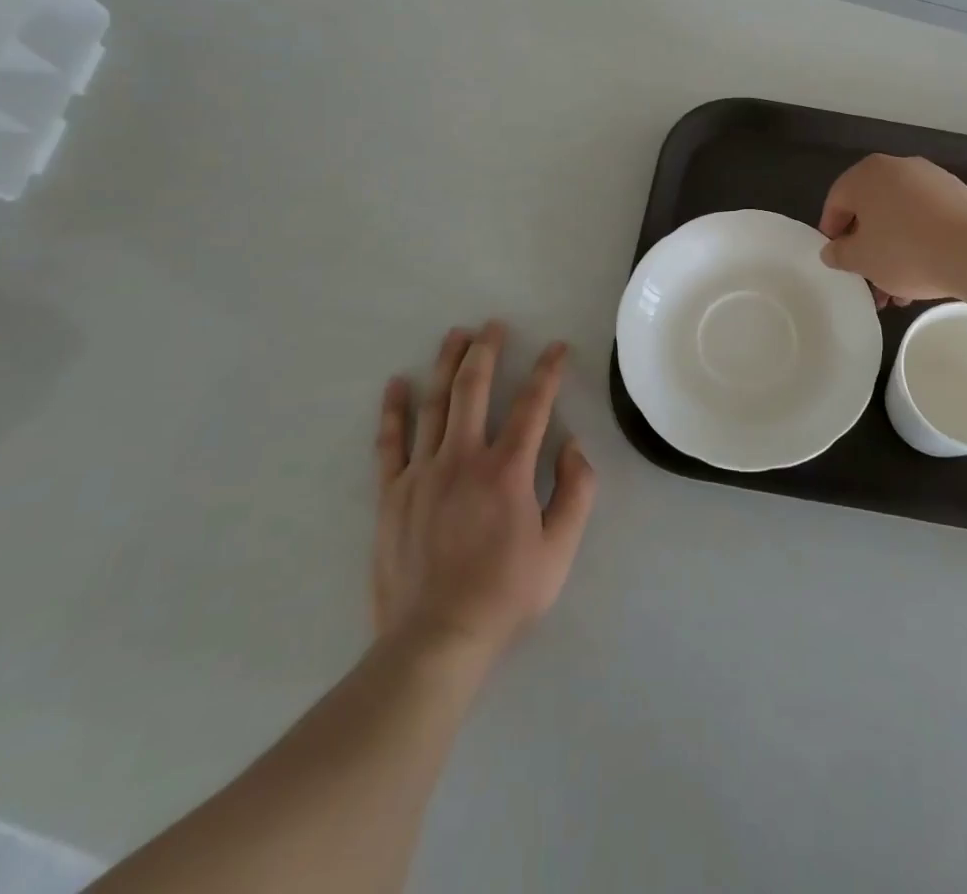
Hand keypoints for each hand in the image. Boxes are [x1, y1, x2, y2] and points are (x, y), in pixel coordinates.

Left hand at [371, 323, 596, 663]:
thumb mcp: (559, 550)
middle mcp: (463, 459)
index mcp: (507, 471)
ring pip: (434, 405)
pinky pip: (390, 442)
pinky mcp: (391, 494)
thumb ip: (576, 492)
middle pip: (474, 389)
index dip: (547, 371)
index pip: (533, 405)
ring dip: (446, 365)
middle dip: (486, 350)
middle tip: (493, 325)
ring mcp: (422, 474)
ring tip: (454, 335)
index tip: (556, 348)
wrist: (435, 641)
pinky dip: (394, 410)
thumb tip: (573, 445)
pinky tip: (396, 383)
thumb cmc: (505, 595)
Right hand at [818, 155, 966, 304]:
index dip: (831, 232)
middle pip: (872, 209)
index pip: (837, 201)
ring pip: (901, 216)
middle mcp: (898, 167)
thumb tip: (832, 250)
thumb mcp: (862, 260)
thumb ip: (839, 253)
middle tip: (867, 277)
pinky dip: (920, 241)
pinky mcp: (959, 194)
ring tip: (898, 289)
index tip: (837, 259)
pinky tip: (925, 272)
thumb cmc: (906, 251)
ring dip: (894, 249)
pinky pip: (927, 217)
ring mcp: (932, 178)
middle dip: (867, 246)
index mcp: (867, 174)